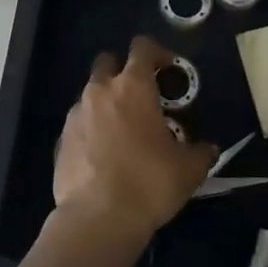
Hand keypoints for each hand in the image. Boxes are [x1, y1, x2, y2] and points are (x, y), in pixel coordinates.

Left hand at [53, 36, 216, 247]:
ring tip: (123, 132)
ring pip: (90, 95)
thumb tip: (207, 149)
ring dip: (105, 104)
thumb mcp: (188, 169)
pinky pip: (79, 125)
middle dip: (122, 71)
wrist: (98, 219)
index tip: (167, 67)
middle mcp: (99, 92)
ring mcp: (75, 115)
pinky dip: (91, 131)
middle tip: (140, 96)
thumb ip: (200, 151)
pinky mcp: (60, 141)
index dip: (156, 51)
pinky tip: (104, 156)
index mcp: (132, 87)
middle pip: (107, 62)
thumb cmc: (149, 183)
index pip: (142, 48)